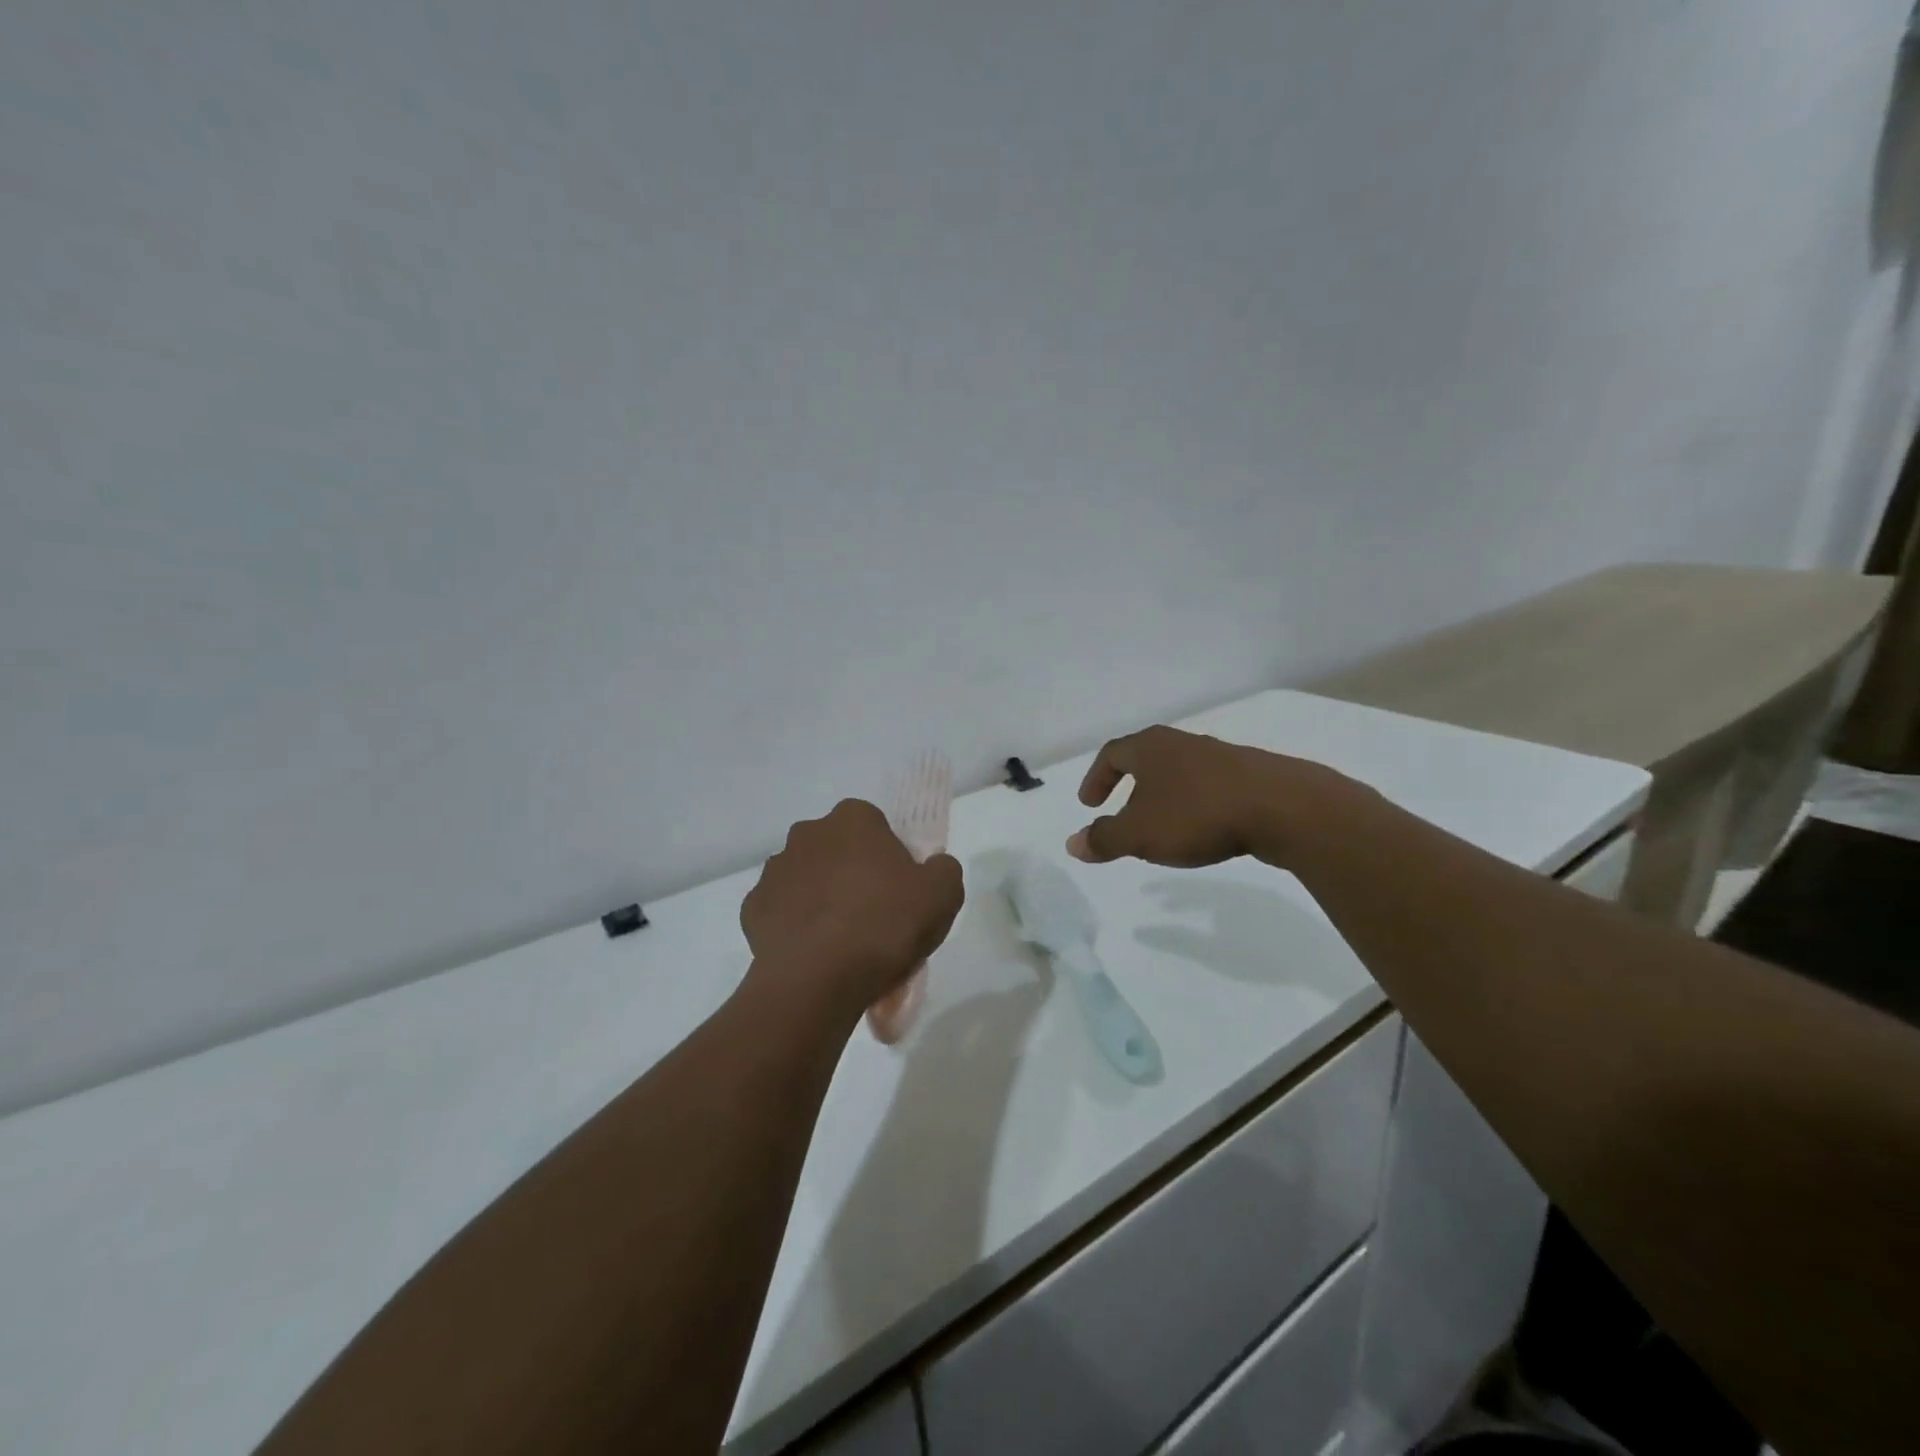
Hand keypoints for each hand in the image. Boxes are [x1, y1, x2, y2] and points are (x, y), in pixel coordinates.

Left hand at [742, 799, 964, 1021]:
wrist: (819, 979)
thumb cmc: (886, 924)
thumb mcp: (944, 893)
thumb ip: (943, 869)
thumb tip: (932, 868)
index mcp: (852, 819)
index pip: (875, 825)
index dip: (889, 856)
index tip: (900, 890)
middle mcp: (807, 834)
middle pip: (838, 850)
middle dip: (852, 874)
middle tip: (875, 916)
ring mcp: (774, 871)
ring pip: (807, 880)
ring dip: (822, 899)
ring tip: (843, 943)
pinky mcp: (752, 909)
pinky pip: (782, 912)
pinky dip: (796, 927)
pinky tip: (815, 954)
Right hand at [1067, 726, 1348, 868]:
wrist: (1282, 808)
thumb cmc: (1197, 815)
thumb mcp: (1139, 834)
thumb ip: (1104, 839)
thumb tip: (1073, 844)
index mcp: (1150, 748)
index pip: (1112, 754)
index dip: (1096, 778)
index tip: (1089, 804)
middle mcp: (1182, 743)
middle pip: (1146, 758)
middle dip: (1129, 784)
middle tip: (1120, 811)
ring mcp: (1219, 756)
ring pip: (1179, 772)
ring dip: (1163, 795)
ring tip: (1160, 824)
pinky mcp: (1250, 775)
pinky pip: (1209, 786)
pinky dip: (1194, 804)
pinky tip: (1202, 828)